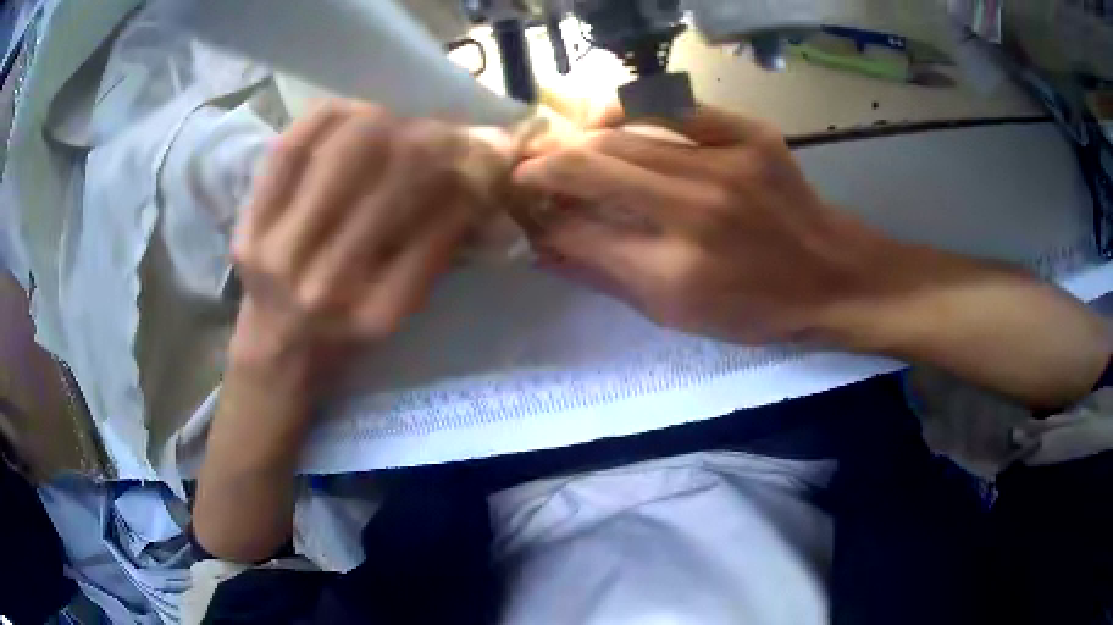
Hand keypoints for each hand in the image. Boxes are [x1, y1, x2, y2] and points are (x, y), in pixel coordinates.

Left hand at [231, 100, 510, 379]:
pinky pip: (290, 150)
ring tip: (396, 125)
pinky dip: (328, 118)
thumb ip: (439, 248)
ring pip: (343, 150)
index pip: (435, 221)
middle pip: (394, 174)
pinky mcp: (248, 232)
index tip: (485, 156)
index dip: (468, 177)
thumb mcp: (402, 308)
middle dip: (432, 142)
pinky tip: (353, 114)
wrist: (279, 347)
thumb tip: (482, 173)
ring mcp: (279, 256)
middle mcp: (327, 287)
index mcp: (379, 314)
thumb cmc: (349, 333)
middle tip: (442, 135)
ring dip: (384, 124)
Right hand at [513, 104, 881, 343]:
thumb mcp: (677, 315)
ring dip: (578, 140)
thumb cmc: (755, 309)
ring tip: (560, 147)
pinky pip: (673, 105)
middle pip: (589, 170)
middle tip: (524, 170)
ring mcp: (725, 164)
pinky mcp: (749, 134)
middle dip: (541, 168)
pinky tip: (609, 117)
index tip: (520, 208)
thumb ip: (607, 276)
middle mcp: (694, 212)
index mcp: (674, 273)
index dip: (538, 216)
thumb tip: (545, 246)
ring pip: (623, 136)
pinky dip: (631, 106)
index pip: (578, 231)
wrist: (829, 275)